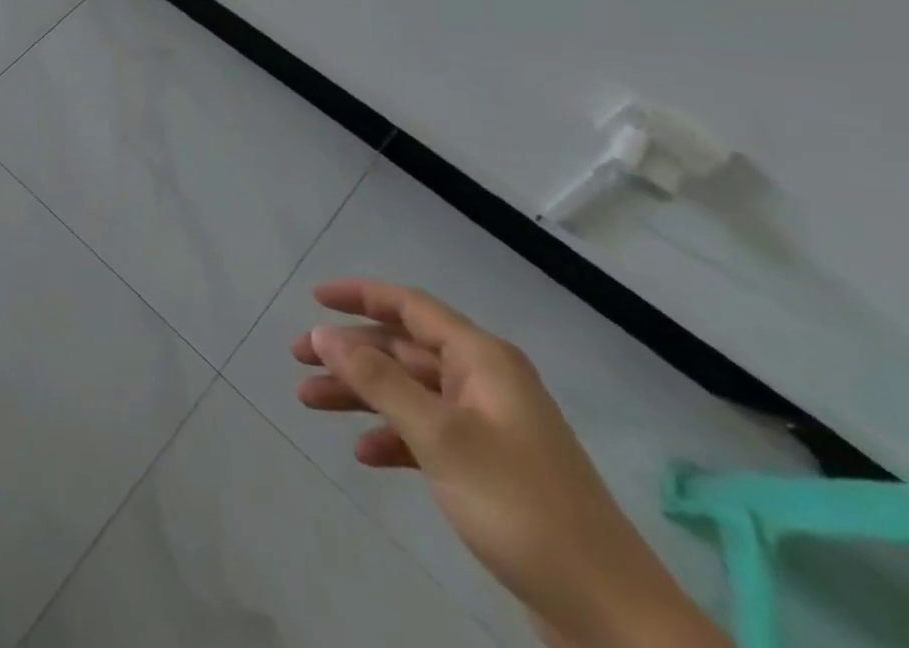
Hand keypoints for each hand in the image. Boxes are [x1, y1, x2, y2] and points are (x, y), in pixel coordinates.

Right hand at [293, 280, 726, 647]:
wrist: (610, 614)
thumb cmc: (520, 505)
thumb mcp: (440, 436)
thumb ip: (377, 378)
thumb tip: (323, 332)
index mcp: (482, 360)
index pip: (409, 307)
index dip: (359, 295)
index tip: (313, 299)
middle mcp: (484, 382)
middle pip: (402, 349)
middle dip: (349, 352)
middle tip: (298, 360)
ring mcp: (488, 426)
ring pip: (408, 391)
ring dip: (361, 394)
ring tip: (310, 403)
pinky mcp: (489, 468)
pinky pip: (426, 433)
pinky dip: (392, 436)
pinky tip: (365, 454)